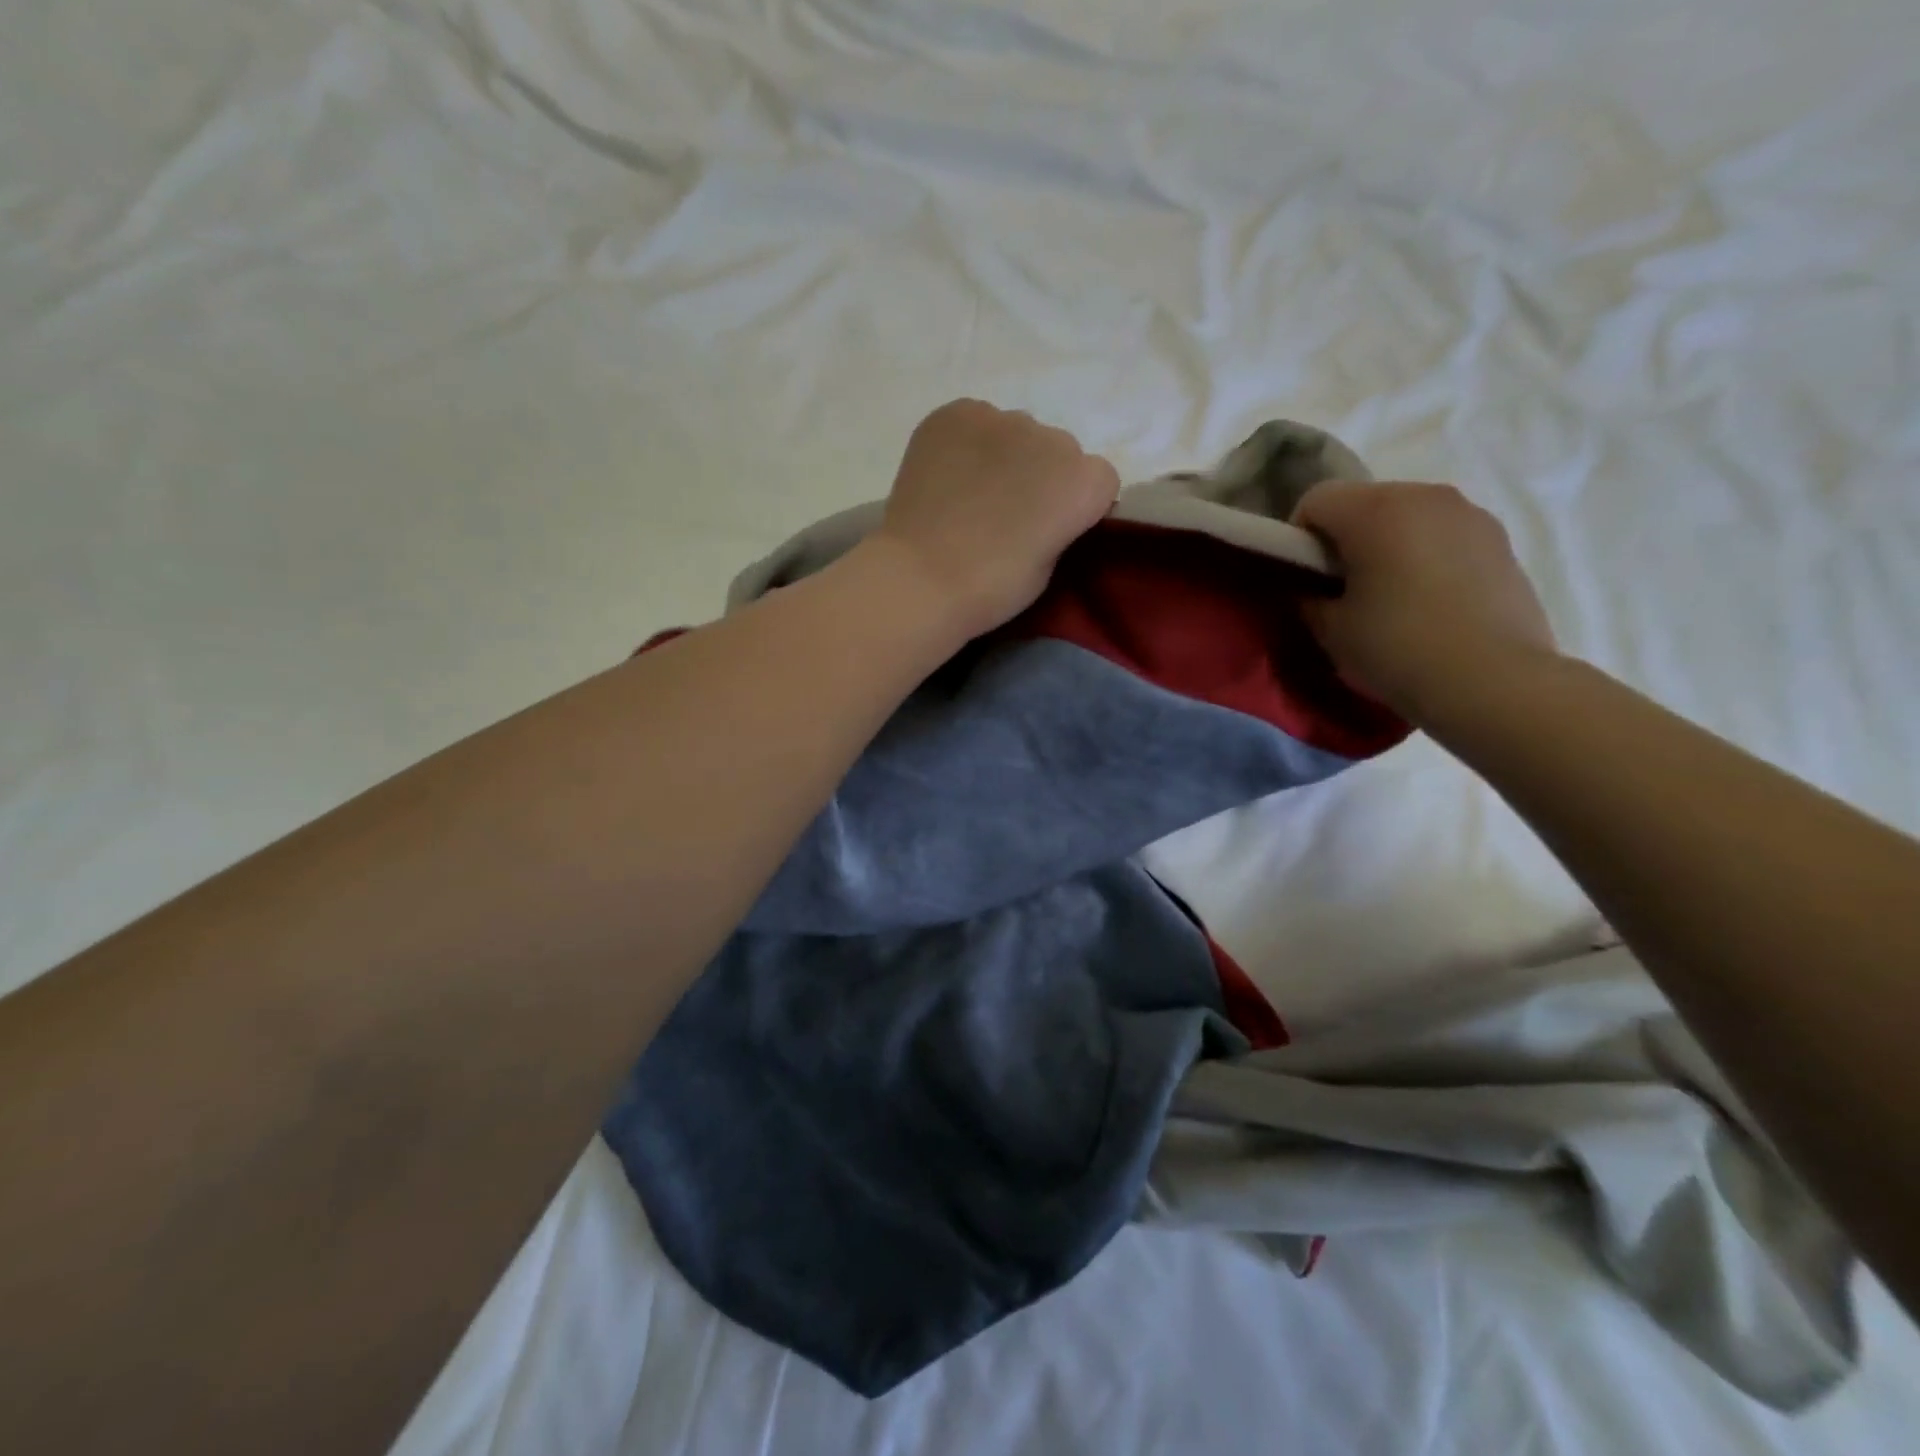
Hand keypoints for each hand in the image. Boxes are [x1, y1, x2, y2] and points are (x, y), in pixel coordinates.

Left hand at [870, 399, 1119, 637]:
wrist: (921, 578)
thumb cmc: (992, 587)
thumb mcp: (1049, 565)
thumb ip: (1060, 525)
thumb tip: (1045, 508)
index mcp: (1085, 480)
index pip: (1099, 481)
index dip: (1076, 505)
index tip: (1050, 529)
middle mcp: (1053, 437)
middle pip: (1058, 452)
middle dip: (1041, 476)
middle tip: (1007, 514)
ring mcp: (1002, 418)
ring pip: (1015, 434)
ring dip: (1003, 457)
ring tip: (970, 495)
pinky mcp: (956, 412)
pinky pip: (974, 422)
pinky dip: (966, 444)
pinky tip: (948, 476)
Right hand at [1291, 481, 1557, 720]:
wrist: (1493, 682)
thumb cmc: (1397, 648)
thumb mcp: (1331, 629)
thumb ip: (1309, 597)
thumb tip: (1313, 588)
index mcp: (1376, 510)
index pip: (1315, 500)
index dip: (1298, 536)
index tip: (1303, 577)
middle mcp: (1425, 496)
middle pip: (1364, 502)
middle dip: (1344, 537)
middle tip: (1341, 588)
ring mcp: (1470, 514)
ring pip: (1407, 516)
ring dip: (1388, 543)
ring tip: (1389, 595)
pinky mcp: (1500, 540)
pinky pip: (1443, 535)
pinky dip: (1425, 555)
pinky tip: (1428, 601)